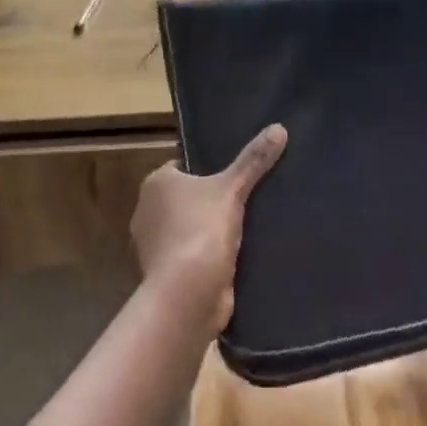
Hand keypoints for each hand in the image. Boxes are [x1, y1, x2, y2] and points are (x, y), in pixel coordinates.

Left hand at [131, 124, 287, 333]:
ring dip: (209, 230)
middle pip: (186, 198)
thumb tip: (279, 128)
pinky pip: (192, 255)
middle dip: (210, 199)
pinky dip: (208, 256)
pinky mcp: (166, 275)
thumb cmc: (201, 230)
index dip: (207, 169)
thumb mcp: (233, 188)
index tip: (233, 172)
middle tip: (245, 195)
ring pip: (189, 227)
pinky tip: (236, 254)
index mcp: (155, 184)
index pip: (182, 166)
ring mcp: (154, 247)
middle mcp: (147, 212)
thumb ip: (254, 160)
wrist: (187, 297)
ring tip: (246, 224)